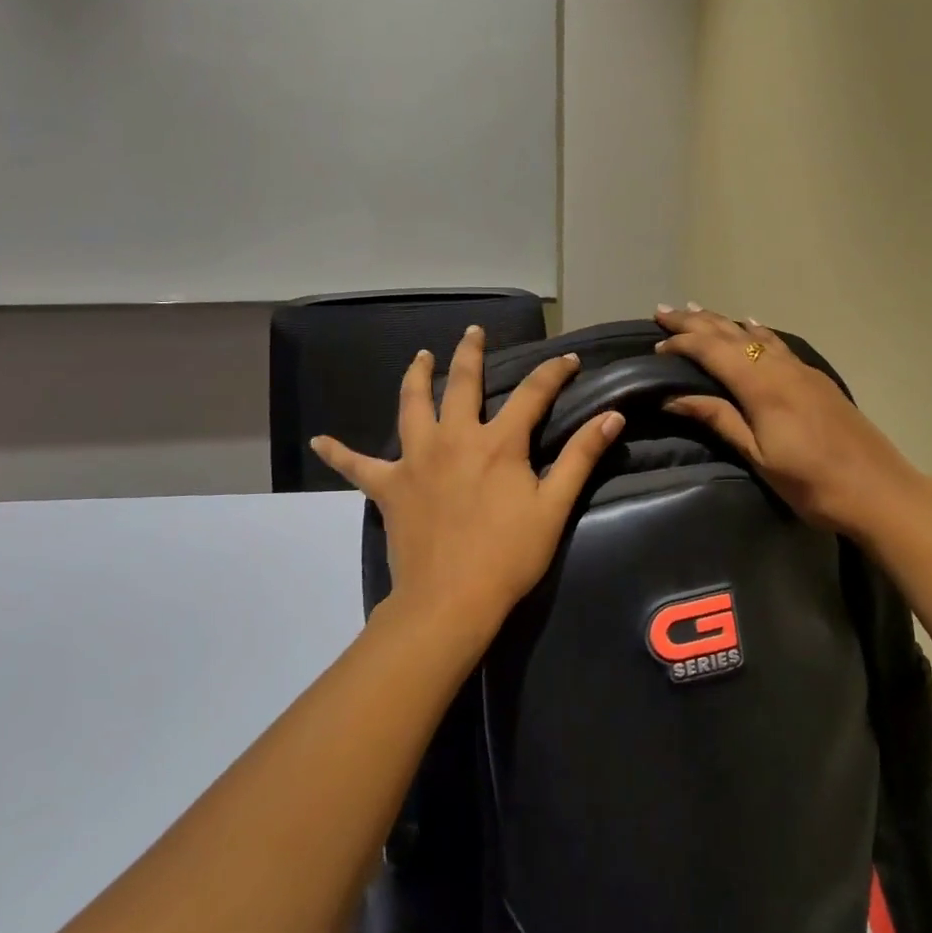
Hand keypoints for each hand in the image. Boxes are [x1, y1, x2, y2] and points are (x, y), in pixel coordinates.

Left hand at [312, 326, 624, 630]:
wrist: (450, 600)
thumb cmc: (508, 555)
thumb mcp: (553, 506)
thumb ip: (580, 457)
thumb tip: (611, 417)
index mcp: (497, 443)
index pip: (532, 394)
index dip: (553, 373)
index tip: (569, 359)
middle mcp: (454, 438)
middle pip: (461, 384)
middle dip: (470, 354)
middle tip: (472, 332)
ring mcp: (415, 460)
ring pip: (411, 406)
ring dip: (416, 377)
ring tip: (420, 357)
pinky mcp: (388, 487)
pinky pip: (358, 466)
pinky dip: (340, 452)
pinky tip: (320, 440)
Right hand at [654, 304, 927, 539]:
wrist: (879, 490)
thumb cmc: (811, 483)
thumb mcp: (758, 456)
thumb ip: (718, 419)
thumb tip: (672, 397)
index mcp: (761, 386)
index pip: (712, 351)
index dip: (682, 343)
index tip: (656, 345)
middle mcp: (780, 367)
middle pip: (731, 334)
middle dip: (695, 322)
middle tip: (664, 311)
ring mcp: (802, 370)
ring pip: (755, 334)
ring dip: (722, 322)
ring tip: (697, 311)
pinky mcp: (816, 378)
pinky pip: (777, 342)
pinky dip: (755, 331)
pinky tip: (751, 325)